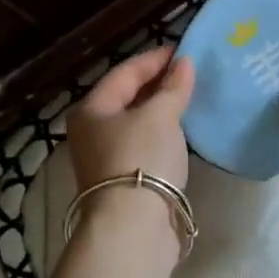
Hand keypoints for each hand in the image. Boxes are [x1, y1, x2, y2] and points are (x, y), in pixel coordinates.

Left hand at [64, 47, 194, 263]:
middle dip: (156, 83)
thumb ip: (173, 88)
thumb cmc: (141, 159)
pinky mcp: (121, 181)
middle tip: (188, 72)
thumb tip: (184, 63)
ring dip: (159, 109)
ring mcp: (103, 158)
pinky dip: (160, 133)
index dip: (153, 59)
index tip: (182, 50)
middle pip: (125, 97)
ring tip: (188, 97)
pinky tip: (180, 131)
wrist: (133, 227)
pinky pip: (142, 145)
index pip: (124, 72)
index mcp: (91, 109)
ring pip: (134, 123)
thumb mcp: (160, 116)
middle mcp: (90, 131)